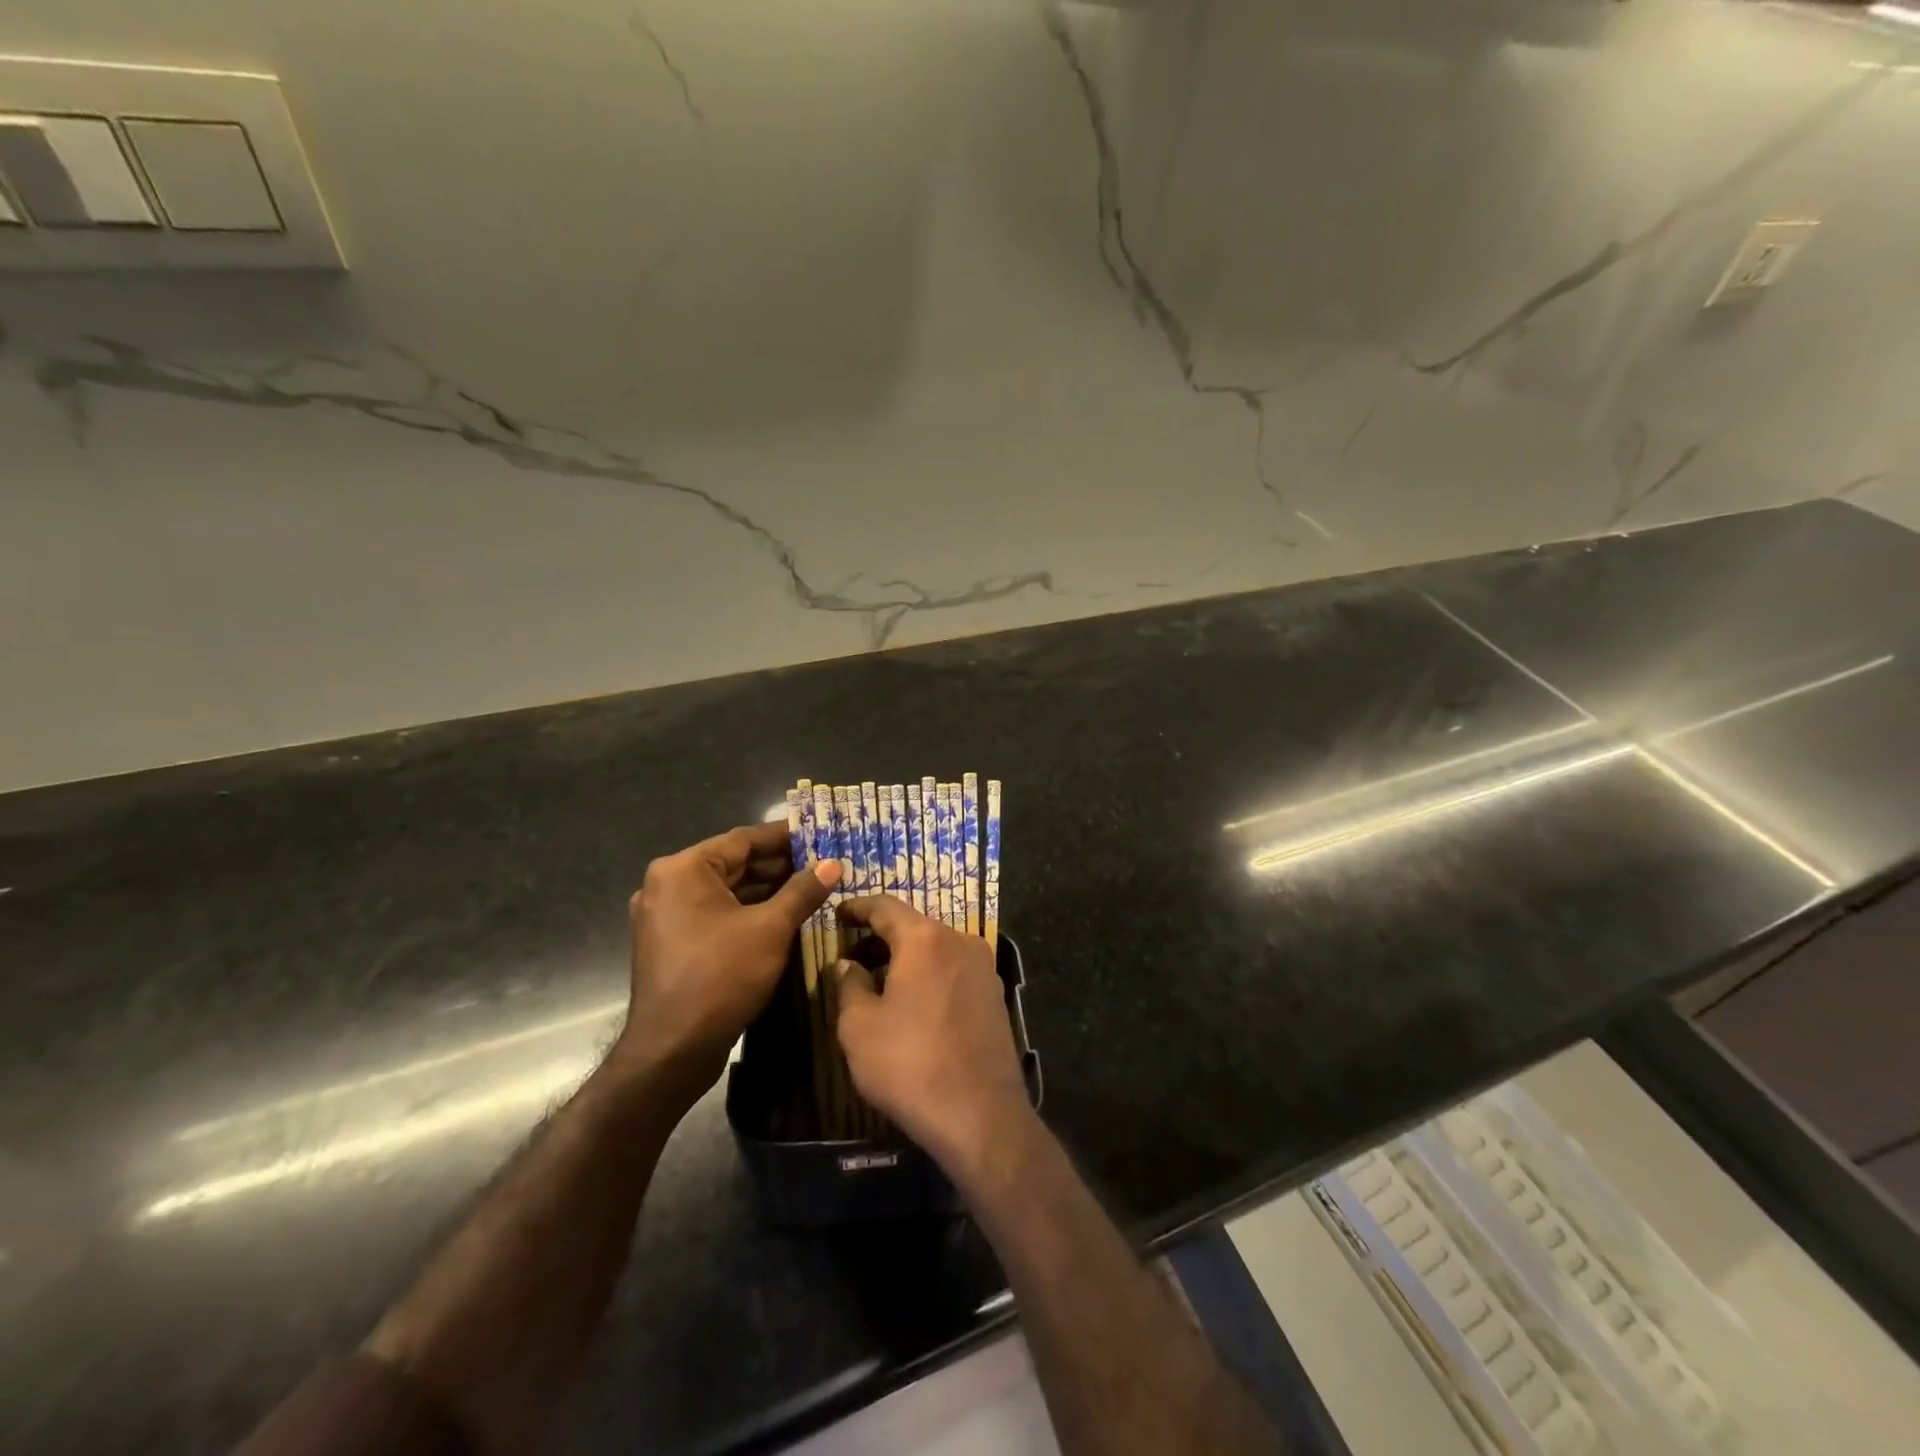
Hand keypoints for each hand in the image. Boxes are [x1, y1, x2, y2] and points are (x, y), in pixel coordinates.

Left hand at [615, 821, 838, 1103]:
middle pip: (734, 864)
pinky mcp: (672, 944)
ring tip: (812, 889)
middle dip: (780, 865)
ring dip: (767, 890)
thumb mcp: (770, 929)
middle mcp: (667, 885)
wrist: (671, 1051)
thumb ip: (803, 891)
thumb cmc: (720, 977)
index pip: (743, 839)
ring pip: (726, 892)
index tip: (819, 834)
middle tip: (823, 863)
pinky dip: (748, 912)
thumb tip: (833, 863)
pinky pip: (716, 914)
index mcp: (683, 870)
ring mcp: (665, 916)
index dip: (785, 837)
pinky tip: (784, 917)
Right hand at [832, 897, 1033, 1181]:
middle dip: (880, 936)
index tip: (838, 914)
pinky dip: (929, 974)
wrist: (981, 1115)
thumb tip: (847, 964)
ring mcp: (983, 968)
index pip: (885, 906)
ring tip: (877, 981)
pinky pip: (953, 970)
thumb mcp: (860, 1027)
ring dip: (906, 957)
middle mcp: (960, 941)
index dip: (857, 907)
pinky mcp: (995, 995)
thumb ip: (849, 985)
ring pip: (935, 948)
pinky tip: (912, 1002)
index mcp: (925, 939)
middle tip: (851, 953)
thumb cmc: (910, 1064)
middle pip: (913, 926)